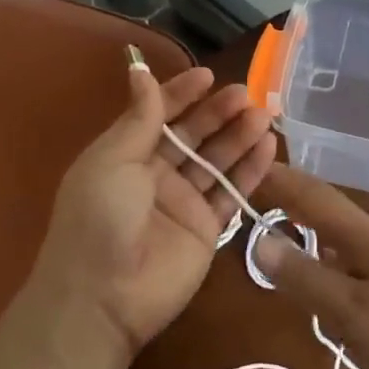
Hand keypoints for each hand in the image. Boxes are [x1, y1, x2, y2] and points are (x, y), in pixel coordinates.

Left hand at [28, 62, 274, 368]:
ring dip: (239, 136)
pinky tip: (269, 146)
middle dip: (218, 112)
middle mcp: (156, 173)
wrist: (102, 298)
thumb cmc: (100, 217)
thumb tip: (139, 70)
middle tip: (246, 94)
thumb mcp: (113, 159)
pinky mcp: (207, 229)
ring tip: (264, 115)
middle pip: (193, 135)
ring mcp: (183, 202)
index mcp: (127, 153)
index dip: (182, 93)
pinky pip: (231, 192)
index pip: (159, 113)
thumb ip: (139, 117)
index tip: (208, 75)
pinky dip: (251, 170)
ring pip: (217, 160)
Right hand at [253, 165, 368, 368]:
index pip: (313, 194)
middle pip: (325, 208)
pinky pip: (348, 258)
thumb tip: (259, 239)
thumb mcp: (351, 313)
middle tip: (252, 194)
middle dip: (290, 196)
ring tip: (276, 223)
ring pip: (337, 234)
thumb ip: (304, 277)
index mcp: (364, 236)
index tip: (246, 166)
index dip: (281, 178)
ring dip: (306, 222)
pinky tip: (317, 273)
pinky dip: (322, 253)